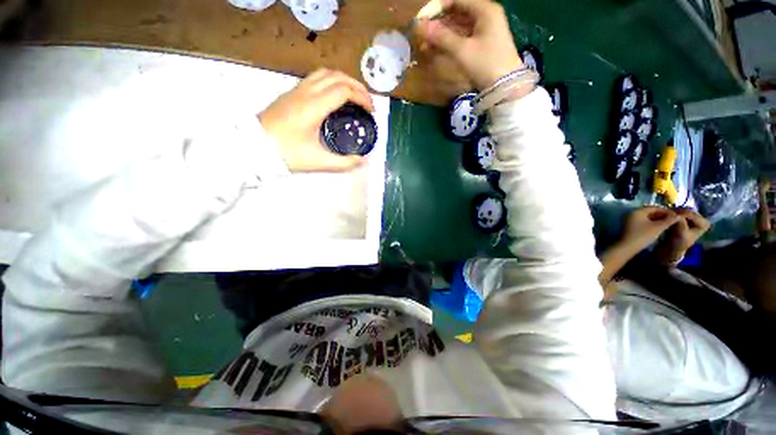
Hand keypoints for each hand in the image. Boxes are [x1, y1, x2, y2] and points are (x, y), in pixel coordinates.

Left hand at [259, 69, 374, 171]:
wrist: (253, 146)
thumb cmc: (286, 154)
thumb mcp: (319, 162)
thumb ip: (344, 162)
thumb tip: (363, 160)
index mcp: (314, 107)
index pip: (344, 90)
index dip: (362, 98)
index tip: (371, 112)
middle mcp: (306, 92)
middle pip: (337, 76)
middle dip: (357, 87)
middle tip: (367, 103)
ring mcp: (297, 90)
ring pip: (326, 73)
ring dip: (344, 81)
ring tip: (355, 96)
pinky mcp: (291, 93)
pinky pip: (316, 78)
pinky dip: (332, 82)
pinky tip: (335, 97)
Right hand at [416, 0, 523, 90]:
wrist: (504, 86)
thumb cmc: (486, 64)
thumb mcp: (463, 50)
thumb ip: (441, 37)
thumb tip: (420, 27)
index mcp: (484, 10)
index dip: (437, 7)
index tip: (422, 19)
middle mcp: (485, 15)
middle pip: (457, 12)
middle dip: (438, 22)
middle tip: (421, 34)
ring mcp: (484, 29)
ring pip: (458, 25)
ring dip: (441, 33)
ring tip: (425, 44)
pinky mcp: (482, 43)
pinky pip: (462, 36)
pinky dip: (449, 41)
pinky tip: (436, 48)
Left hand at [620, 206, 681, 254]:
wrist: (627, 247)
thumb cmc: (643, 236)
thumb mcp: (658, 227)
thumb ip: (669, 220)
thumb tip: (679, 215)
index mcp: (637, 211)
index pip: (655, 207)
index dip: (667, 211)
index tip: (677, 215)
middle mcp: (632, 213)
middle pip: (650, 211)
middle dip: (663, 215)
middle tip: (674, 220)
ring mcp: (630, 219)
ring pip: (647, 217)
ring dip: (658, 219)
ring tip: (669, 223)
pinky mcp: (630, 225)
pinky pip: (643, 221)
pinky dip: (652, 223)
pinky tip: (660, 227)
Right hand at [655, 208, 709, 265]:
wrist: (673, 248)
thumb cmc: (679, 243)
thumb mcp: (681, 233)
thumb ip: (680, 222)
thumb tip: (674, 214)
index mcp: (704, 223)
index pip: (690, 214)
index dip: (678, 214)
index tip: (666, 216)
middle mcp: (701, 218)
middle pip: (686, 210)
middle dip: (675, 212)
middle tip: (664, 214)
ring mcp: (694, 218)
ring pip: (682, 210)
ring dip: (672, 212)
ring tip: (664, 215)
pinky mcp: (686, 218)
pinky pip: (678, 212)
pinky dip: (671, 213)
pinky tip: (665, 216)